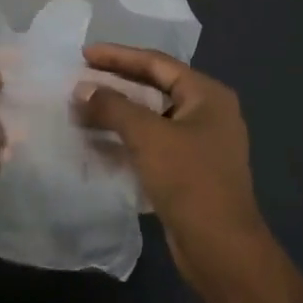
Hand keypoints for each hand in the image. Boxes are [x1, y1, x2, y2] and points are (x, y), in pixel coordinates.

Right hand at [75, 44, 261, 275]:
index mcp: (207, 95)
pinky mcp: (188, 170)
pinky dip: (125, 139)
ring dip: (116, 113)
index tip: (83, 54)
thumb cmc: (189, 180)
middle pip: (154, 87)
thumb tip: (82, 88)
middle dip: (115, 84)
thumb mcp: (147, 136)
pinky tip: (96, 143)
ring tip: (81, 110)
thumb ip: (112, 106)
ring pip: (151, 117)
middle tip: (80, 79)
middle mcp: (207, 113)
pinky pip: (152, 143)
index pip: (156, 62)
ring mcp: (199, 143)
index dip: (118, 56)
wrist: (221, 249)